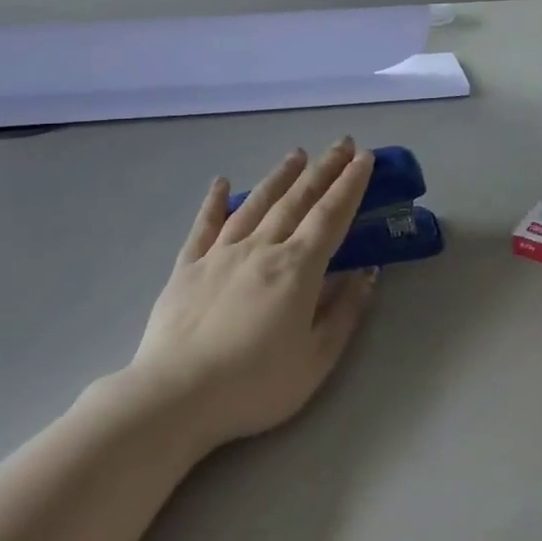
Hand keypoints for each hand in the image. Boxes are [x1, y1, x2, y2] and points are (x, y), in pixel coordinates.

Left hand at [128, 140, 377, 451]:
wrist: (174, 397)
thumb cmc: (254, 385)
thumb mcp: (316, 359)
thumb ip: (344, 312)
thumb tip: (367, 272)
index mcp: (296, 269)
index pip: (331, 216)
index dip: (350, 186)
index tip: (365, 159)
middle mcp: (261, 248)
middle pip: (297, 200)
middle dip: (324, 170)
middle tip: (342, 144)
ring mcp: (220, 254)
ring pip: (256, 204)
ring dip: (280, 177)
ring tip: (297, 154)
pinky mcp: (187, 267)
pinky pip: (204, 226)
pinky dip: (214, 202)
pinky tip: (220, 182)